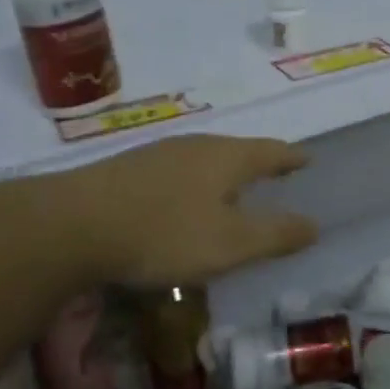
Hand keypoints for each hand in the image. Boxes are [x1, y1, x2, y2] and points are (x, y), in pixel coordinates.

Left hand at [42, 135, 317, 286]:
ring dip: (224, 172)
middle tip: (274, 173)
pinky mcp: (130, 167)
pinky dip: (194, 182)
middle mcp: (197, 144)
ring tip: (232, 188)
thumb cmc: (165, 232)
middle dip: (258, 162)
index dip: (292, 158)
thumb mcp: (229, 244)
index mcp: (228, 157)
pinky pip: (177, 169)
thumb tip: (315, 225)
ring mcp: (160, 152)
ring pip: (205, 158)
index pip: (272, 151)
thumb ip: (275, 235)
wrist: (74, 224)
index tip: (308, 159)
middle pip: (238, 149)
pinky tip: (182, 199)